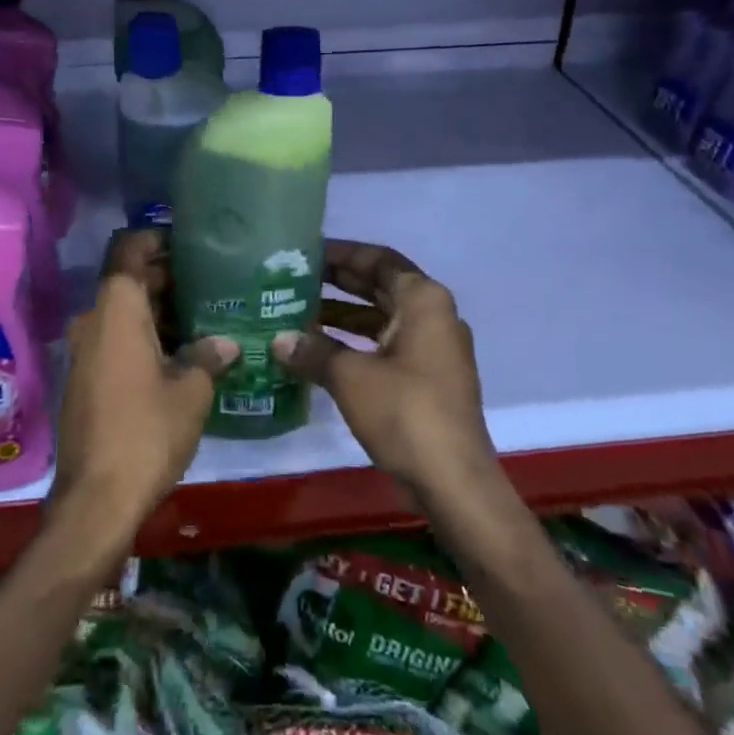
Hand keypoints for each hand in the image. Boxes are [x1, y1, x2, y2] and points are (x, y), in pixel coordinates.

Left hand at [49, 229, 235, 551]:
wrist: (95, 499)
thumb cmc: (146, 431)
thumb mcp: (191, 391)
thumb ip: (208, 356)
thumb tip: (226, 342)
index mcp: (117, 309)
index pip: (129, 248)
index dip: (157, 238)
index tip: (190, 243)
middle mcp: (94, 320)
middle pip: (129, 279)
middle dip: (168, 277)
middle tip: (212, 282)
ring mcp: (86, 350)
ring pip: (124, 311)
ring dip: (159, 310)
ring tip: (205, 316)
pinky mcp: (86, 377)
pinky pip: (117, 338)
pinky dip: (145, 335)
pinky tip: (182, 353)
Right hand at [270, 240, 499, 500]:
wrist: (455, 482)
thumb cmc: (405, 412)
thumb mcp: (350, 376)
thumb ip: (313, 351)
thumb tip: (279, 340)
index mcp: (423, 299)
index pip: (377, 259)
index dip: (341, 253)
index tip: (306, 252)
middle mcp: (433, 315)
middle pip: (380, 285)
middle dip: (338, 282)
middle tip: (295, 278)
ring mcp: (434, 348)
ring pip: (382, 317)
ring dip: (343, 314)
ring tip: (298, 312)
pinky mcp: (429, 377)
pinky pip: (387, 344)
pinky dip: (356, 342)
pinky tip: (320, 351)